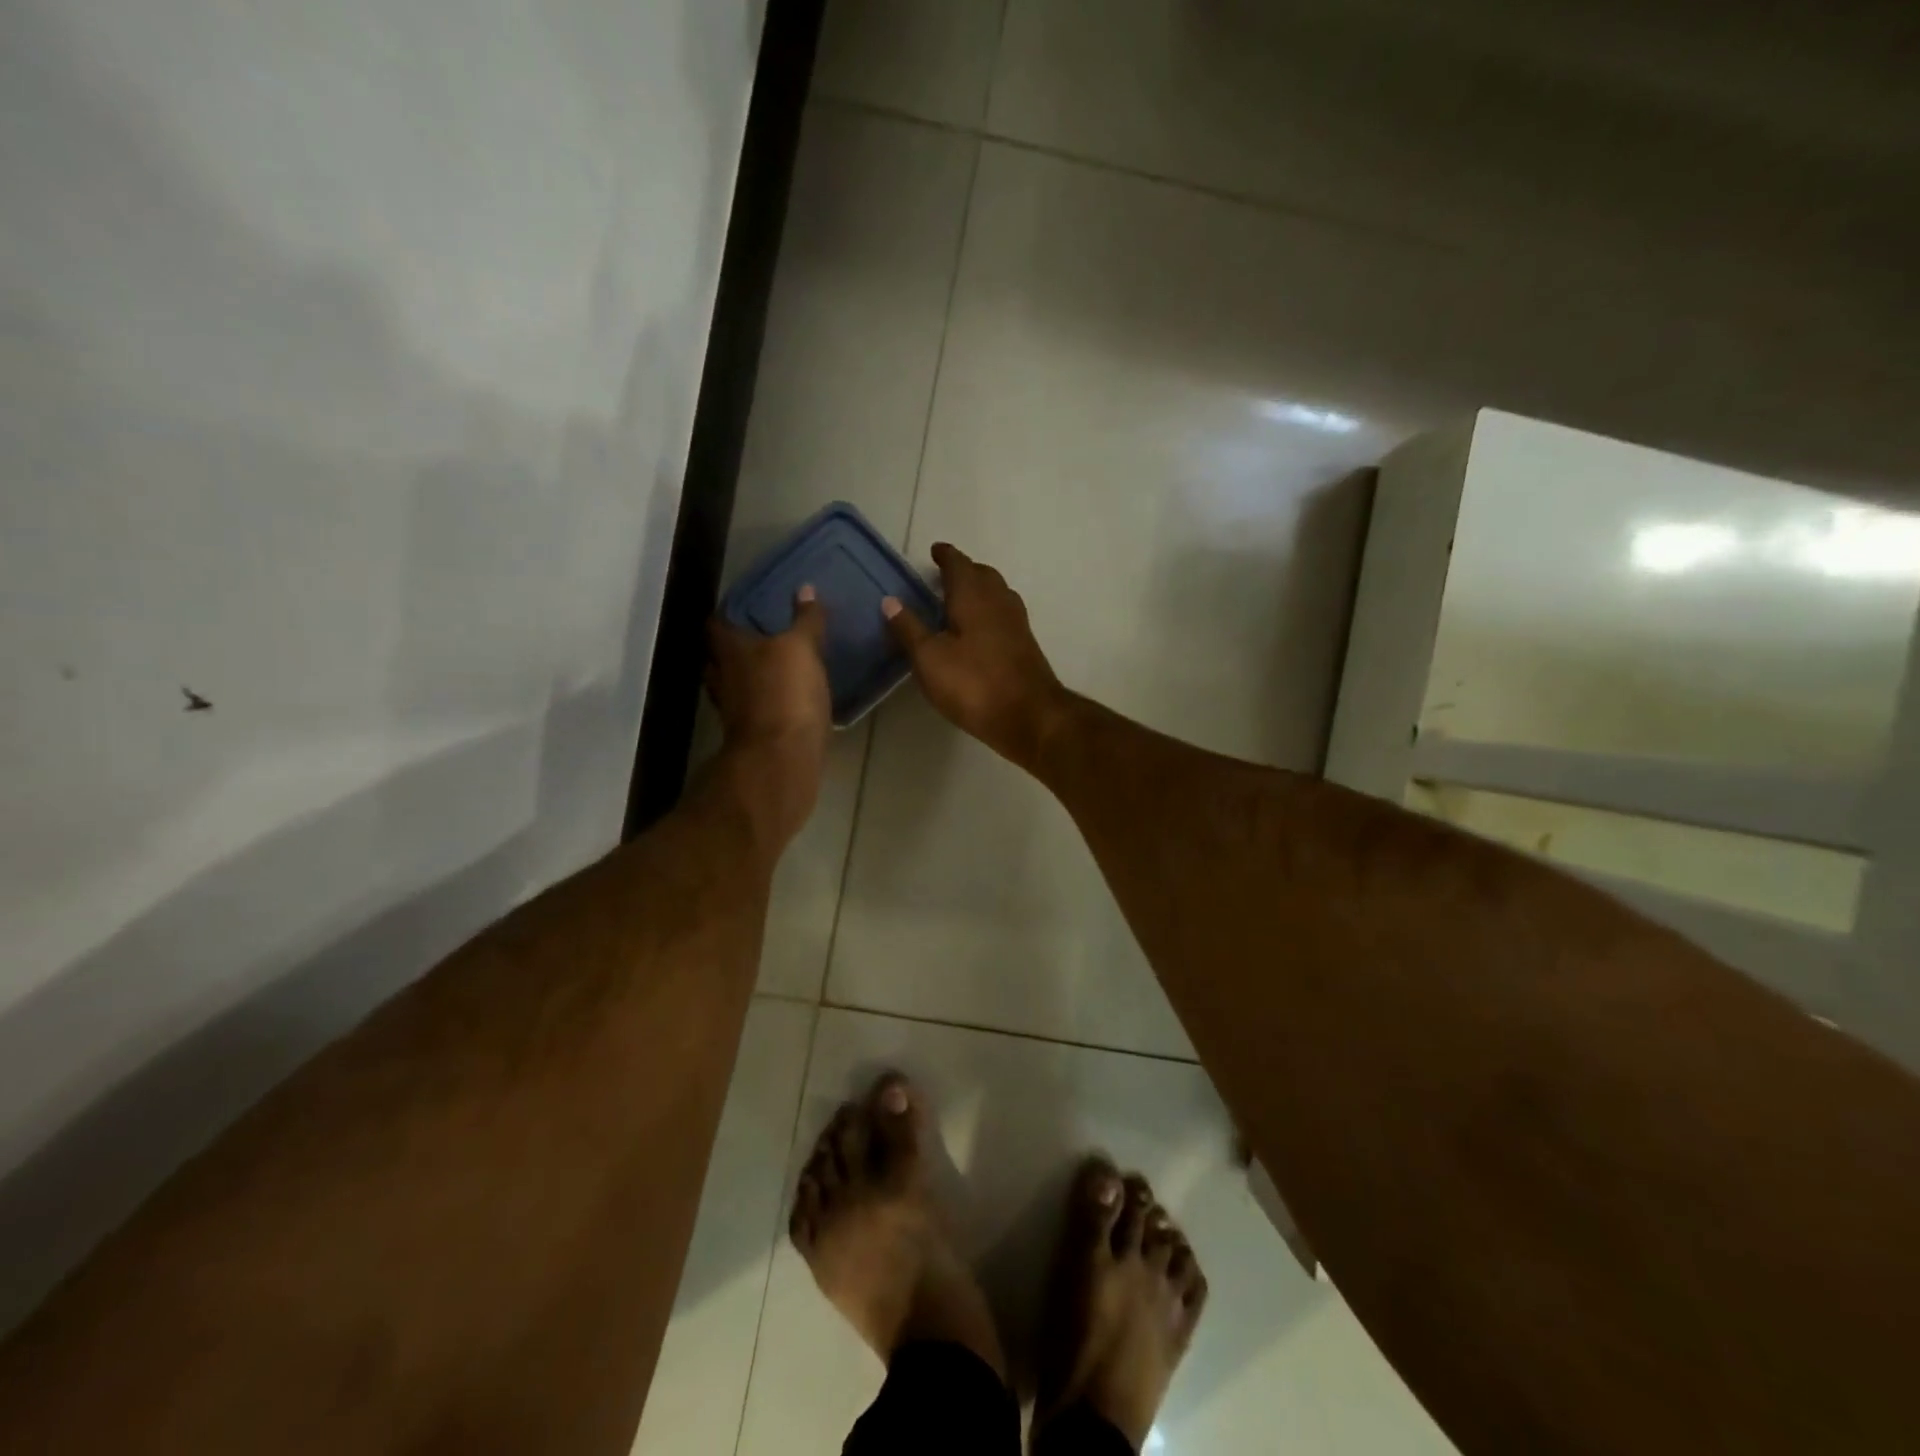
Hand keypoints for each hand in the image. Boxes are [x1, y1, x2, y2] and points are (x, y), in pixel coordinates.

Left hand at [707, 587, 830, 840]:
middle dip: (734, 648)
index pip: (717, 624)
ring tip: (772, 669)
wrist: (782, 758)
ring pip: (734, 686)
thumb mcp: (802, 649)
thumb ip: (805, 621)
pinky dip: (764, 703)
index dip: (727, 614)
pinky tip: (784, 700)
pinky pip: (754, 710)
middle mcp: (723, 678)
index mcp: (730, 651)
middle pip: (719, 658)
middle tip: (758, 637)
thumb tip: (806, 589)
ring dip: (748, 678)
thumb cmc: (786, 694)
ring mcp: (734, 711)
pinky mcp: (751, 735)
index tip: (744, 608)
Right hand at [883, 543, 1068, 767]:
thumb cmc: (974, 684)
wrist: (1030, 717)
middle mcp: (999, 602)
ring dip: (980, 589)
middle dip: (965, 570)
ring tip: (960, 599)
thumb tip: (890, 600)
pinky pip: (1004, 615)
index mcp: (974, 597)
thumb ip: (909, 628)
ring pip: (998, 594)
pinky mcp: (1025, 646)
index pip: (959, 565)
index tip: (935, 550)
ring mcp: (1017, 624)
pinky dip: (989, 611)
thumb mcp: (930, 659)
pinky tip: (980, 630)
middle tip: (945, 575)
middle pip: (983, 575)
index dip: (946, 556)